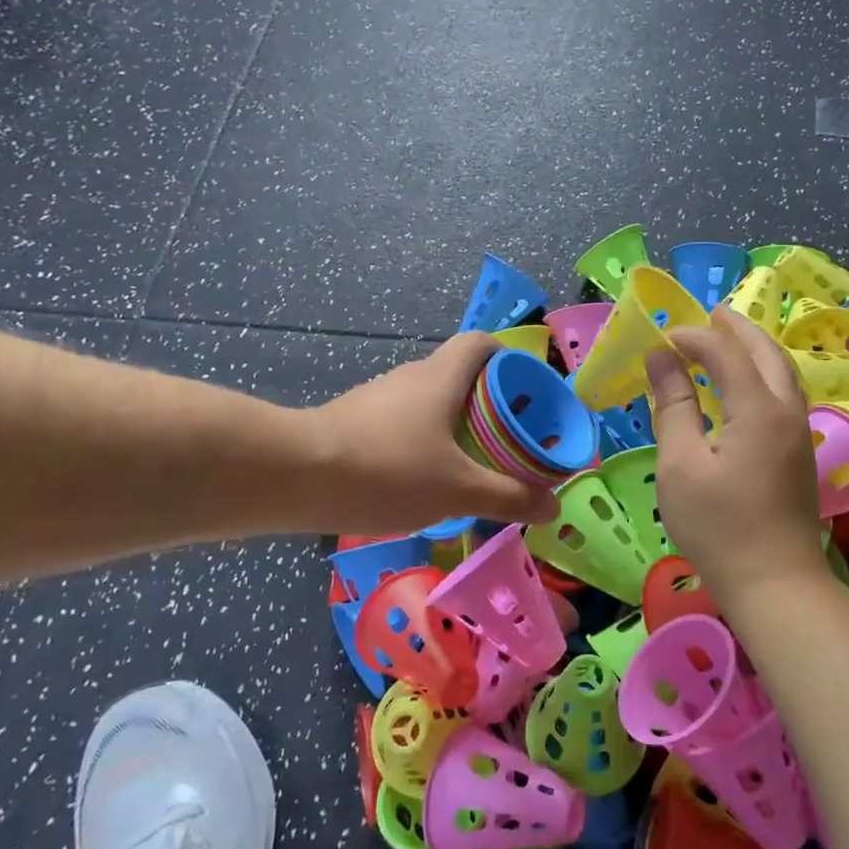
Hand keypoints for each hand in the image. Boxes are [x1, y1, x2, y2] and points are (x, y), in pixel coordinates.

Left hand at [307, 333, 560, 533]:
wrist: (294, 477)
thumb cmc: (388, 470)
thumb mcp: (458, 490)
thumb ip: (508, 497)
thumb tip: (554, 505)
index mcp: (442, 377)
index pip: (482, 343)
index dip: (510, 359)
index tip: (527, 393)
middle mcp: (410, 377)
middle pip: (459, 375)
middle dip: (488, 404)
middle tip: (507, 442)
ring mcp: (377, 398)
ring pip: (428, 402)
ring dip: (453, 426)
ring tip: (468, 467)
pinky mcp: (353, 422)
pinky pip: (401, 424)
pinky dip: (420, 443)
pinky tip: (420, 481)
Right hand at [645, 307, 829, 607]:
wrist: (775, 583)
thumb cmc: (718, 526)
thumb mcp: (681, 464)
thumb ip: (673, 406)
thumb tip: (661, 358)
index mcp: (758, 408)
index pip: (726, 352)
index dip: (694, 337)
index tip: (662, 338)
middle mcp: (786, 410)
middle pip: (766, 352)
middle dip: (738, 327)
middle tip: (710, 311)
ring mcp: (799, 432)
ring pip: (782, 372)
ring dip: (756, 348)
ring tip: (728, 336)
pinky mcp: (800, 453)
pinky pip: (784, 393)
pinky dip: (763, 373)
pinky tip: (744, 384)